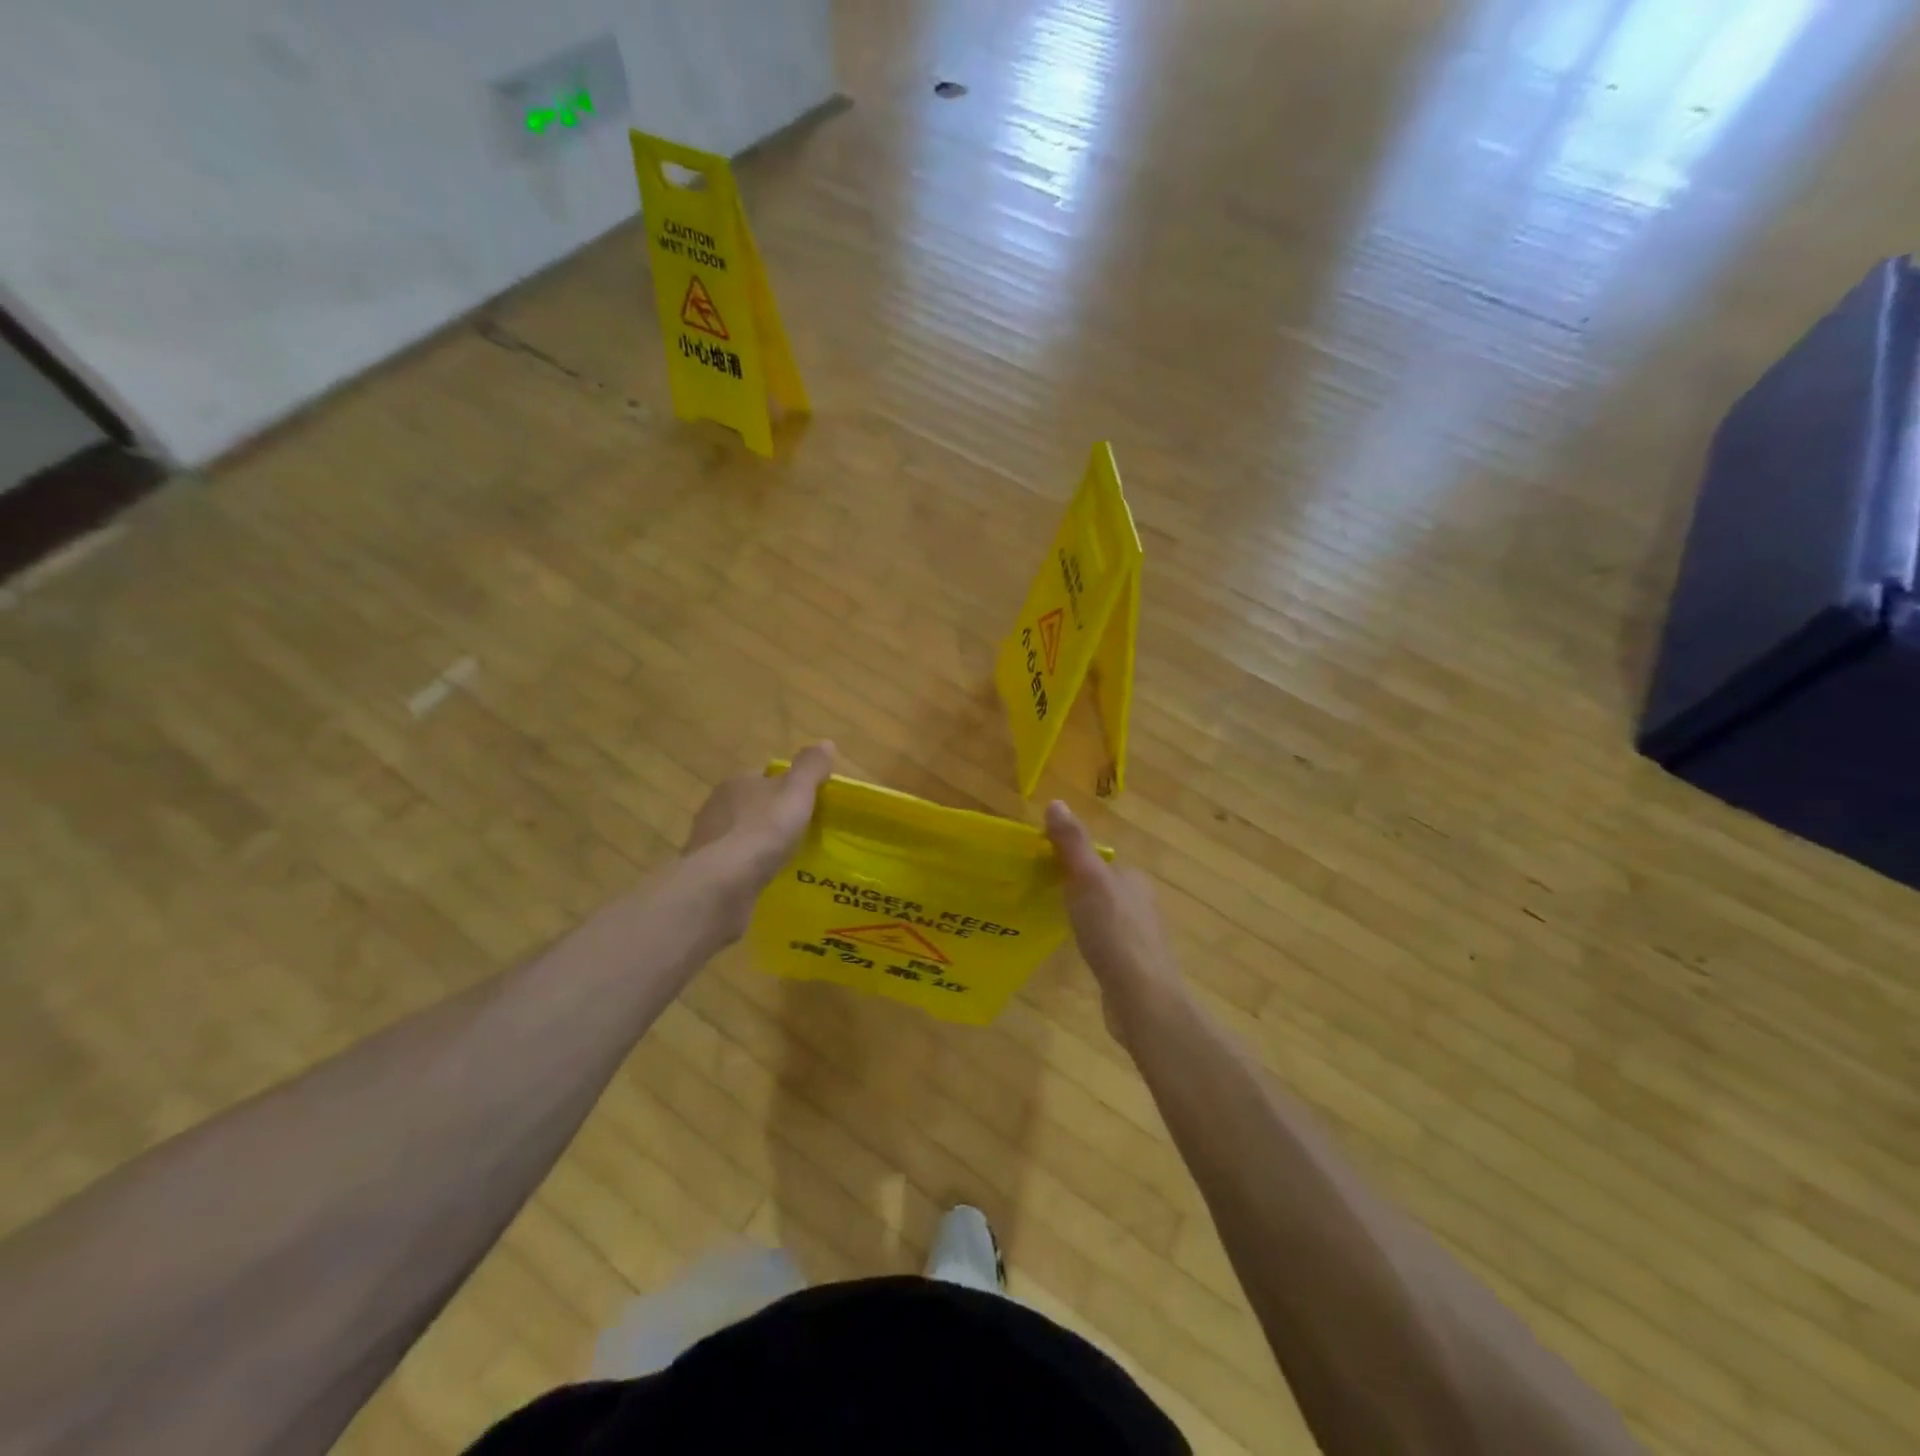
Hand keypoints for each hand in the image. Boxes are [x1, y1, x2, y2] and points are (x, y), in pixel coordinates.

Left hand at [684, 743, 834, 926]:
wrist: (721, 885)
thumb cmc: (763, 830)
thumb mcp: (796, 793)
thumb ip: (810, 768)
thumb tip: (826, 743)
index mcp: (737, 782)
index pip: (764, 776)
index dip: (786, 786)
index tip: (807, 803)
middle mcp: (716, 806)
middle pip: (751, 805)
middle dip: (771, 816)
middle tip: (800, 833)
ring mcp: (707, 841)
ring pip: (740, 836)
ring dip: (758, 845)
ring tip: (786, 860)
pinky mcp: (705, 872)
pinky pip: (733, 865)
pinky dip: (748, 870)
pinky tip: (765, 880)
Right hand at [1044, 800, 1186, 1047]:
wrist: (1142, 1000)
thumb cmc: (1114, 933)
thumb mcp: (1088, 880)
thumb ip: (1072, 844)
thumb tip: (1056, 803)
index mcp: (1135, 881)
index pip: (1103, 862)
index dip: (1075, 862)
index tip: (1045, 868)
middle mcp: (1142, 906)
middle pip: (1105, 889)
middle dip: (1079, 890)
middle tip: (1044, 895)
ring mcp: (1140, 940)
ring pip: (1107, 917)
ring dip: (1086, 917)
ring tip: (1055, 922)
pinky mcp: (1133, 969)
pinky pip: (1107, 945)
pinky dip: (1093, 944)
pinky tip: (1078, 954)